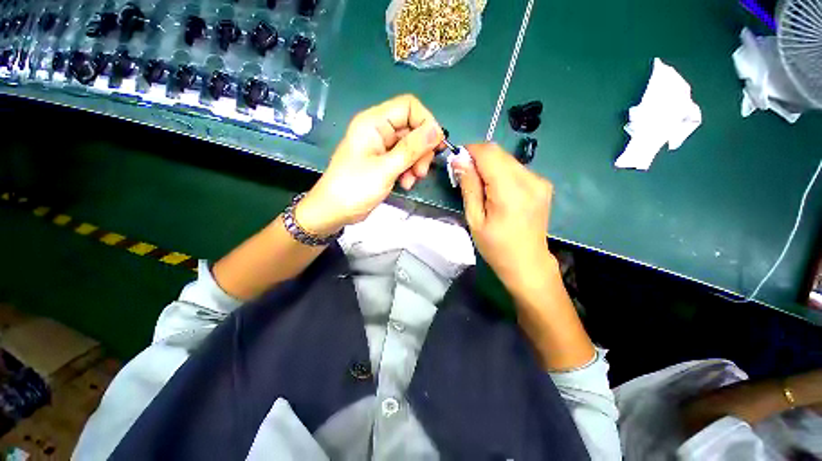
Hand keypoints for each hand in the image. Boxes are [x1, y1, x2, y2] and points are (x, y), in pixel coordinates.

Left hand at [295, 94, 443, 235]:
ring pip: (411, 147)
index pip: (409, 107)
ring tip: (411, 180)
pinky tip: (405, 184)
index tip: (435, 145)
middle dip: (421, 150)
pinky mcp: (384, 162)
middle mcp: (379, 130)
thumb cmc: (355, 188)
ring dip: (416, 163)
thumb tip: (437, 131)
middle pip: (413, 129)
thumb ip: (412, 149)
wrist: (335, 211)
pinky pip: (405, 160)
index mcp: (374, 123)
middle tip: (421, 171)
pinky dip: (409, 171)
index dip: (426, 122)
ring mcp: (382, 147)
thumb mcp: (385, 168)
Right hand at [456, 143, 555, 294]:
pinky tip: (497, 191)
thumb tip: (459, 160)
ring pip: (507, 159)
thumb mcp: (474, 219)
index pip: (488, 153)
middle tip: (466, 177)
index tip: (457, 163)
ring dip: (489, 166)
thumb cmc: (496, 246)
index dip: (470, 151)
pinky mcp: (543, 184)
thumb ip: (469, 186)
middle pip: (498, 153)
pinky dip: (501, 173)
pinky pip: (516, 169)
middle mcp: (530, 180)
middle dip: (478, 159)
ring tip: (481, 187)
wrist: (527, 263)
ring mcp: (540, 181)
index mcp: (511, 191)